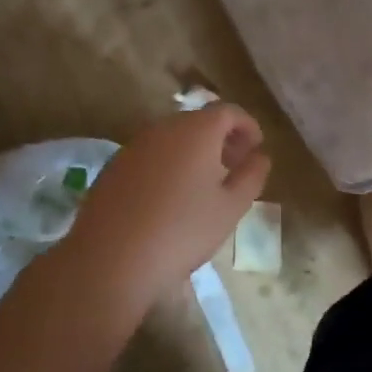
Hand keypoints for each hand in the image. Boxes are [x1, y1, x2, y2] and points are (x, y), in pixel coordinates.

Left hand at [61, 103, 271, 313]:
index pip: (228, 112)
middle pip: (199, 121)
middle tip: (234, 166)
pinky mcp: (114, 166)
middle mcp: (164, 128)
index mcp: (196, 131)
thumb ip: (252, 176)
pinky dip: (168, 163)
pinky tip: (170, 196)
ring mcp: (134, 145)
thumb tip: (260, 156)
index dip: (247, 126)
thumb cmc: (182, 231)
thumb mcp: (230, 208)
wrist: (110, 259)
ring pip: (173, 138)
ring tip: (205, 183)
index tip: (257, 148)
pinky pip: (151, 154)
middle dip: (221, 138)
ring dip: (194, 151)